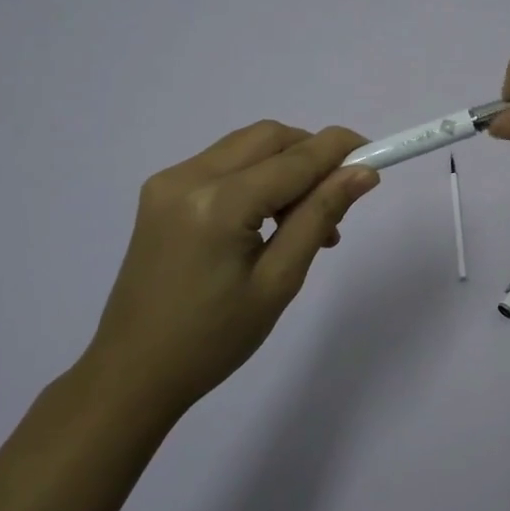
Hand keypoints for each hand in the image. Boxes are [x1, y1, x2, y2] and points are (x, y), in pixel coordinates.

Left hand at [84, 121, 377, 422]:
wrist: (132, 373)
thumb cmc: (213, 340)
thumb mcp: (279, 282)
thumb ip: (320, 217)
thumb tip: (363, 174)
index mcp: (218, 204)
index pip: (295, 158)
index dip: (341, 151)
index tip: (377, 157)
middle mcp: (188, 177)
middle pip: (269, 137)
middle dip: (312, 156)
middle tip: (336, 202)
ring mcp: (169, 181)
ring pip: (247, 146)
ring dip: (285, 167)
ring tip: (304, 222)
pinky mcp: (161, 192)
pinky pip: (223, 164)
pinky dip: (256, 177)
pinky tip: (267, 220)